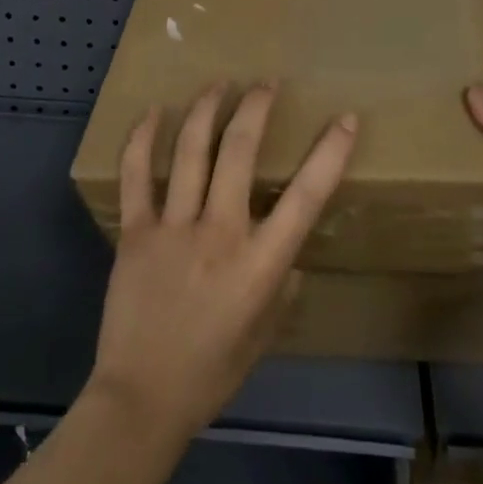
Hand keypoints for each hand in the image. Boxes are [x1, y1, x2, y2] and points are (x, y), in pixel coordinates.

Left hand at [87, 82, 357, 442]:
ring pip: (191, 150)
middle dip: (257, 107)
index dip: (330, 153)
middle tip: (266, 83)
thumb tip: (290, 255)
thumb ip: (284, 287)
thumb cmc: (212, 372)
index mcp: (260, 263)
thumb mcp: (265, 333)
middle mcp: (220, 233)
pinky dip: (144, 138)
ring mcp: (174, 228)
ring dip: (207, 109)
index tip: (346, 119)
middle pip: (240, 152)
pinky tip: (154, 111)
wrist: (141, 400)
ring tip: (220, 83)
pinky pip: (137, 175)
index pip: (306, 196)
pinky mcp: (136, 232)